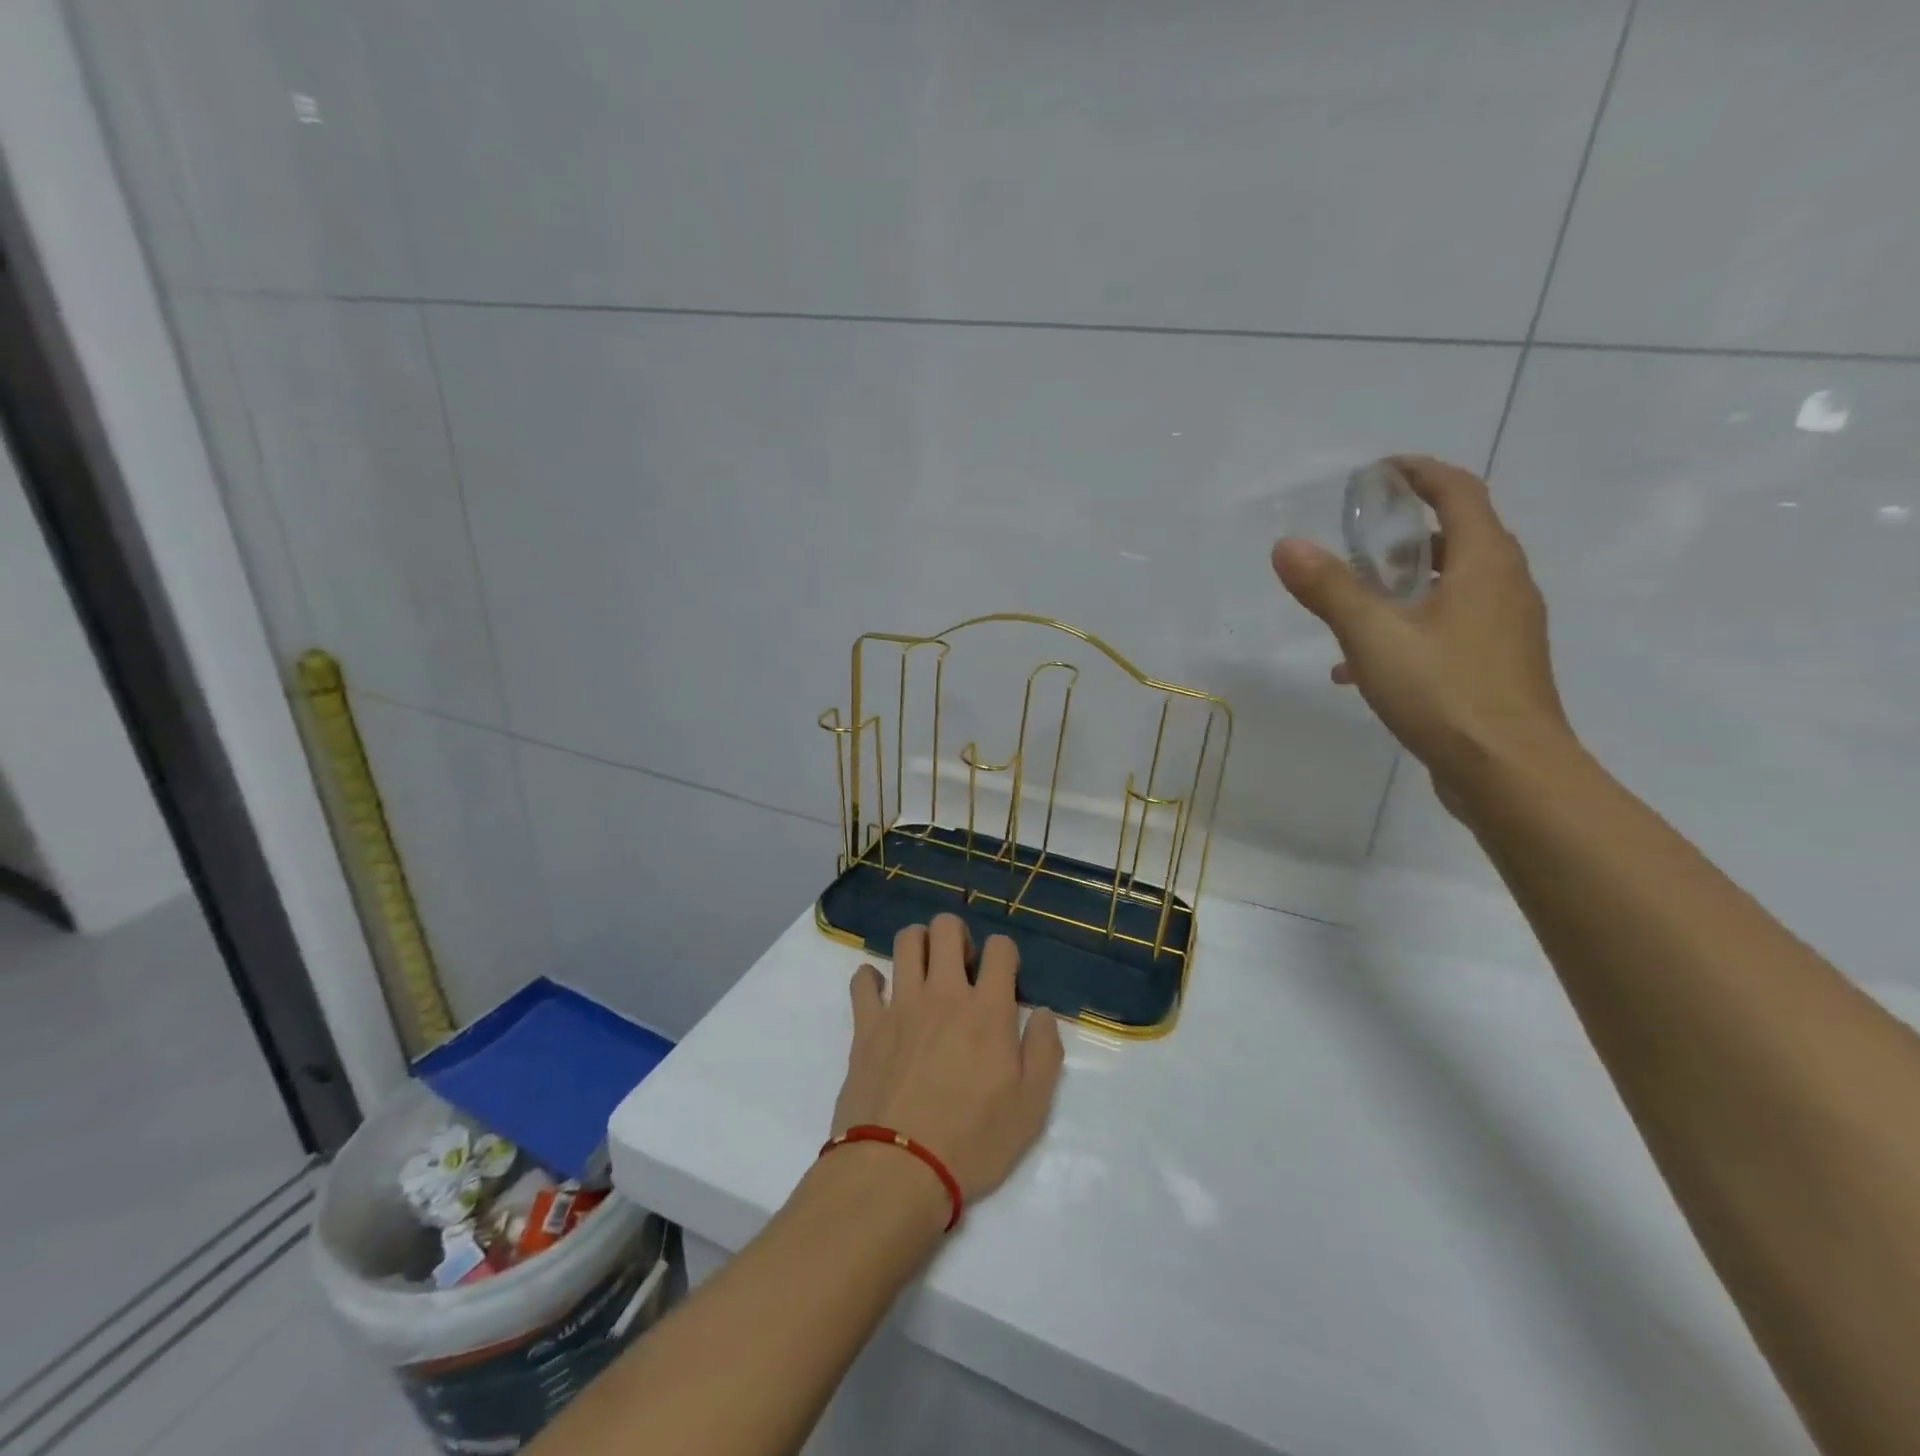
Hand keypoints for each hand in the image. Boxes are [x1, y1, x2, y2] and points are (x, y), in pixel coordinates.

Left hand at [830, 914, 1063, 1203]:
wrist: (897, 1171)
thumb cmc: (972, 1142)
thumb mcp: (1031, 1107)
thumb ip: (1045, 1052)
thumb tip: (1042, 1014)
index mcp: (987, 1010)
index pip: (1000, 948)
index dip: (1006, 955)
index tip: (1004, 979)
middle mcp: (943, 994)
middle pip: (946, 928)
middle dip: (958, 935)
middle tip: (962, 967)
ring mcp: (900, 1005)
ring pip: (906, 941)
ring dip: (919, 945)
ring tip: (925, 972)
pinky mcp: (866, 1024)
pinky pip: (863, 980)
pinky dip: (872, 979)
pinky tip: (882, 994)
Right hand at [1270, 455, 1572, 802]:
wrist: (1509, 773)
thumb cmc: (1445, 692)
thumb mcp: (1374, 636)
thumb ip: (1330, 588)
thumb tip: (1286, 545)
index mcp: (1487, 563)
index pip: (1459, 492)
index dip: (1419, 473)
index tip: (1378, 472)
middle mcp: (1505, 586)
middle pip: (1458, 538)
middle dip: (1405, 534)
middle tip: (1356, 541)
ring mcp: (1505, 629)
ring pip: (1450, 588)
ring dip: (1401, 587)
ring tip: (1349, 605)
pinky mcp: (1495, 666)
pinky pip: (1447, 629)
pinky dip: (1406, 630)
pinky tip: (1358, 668)